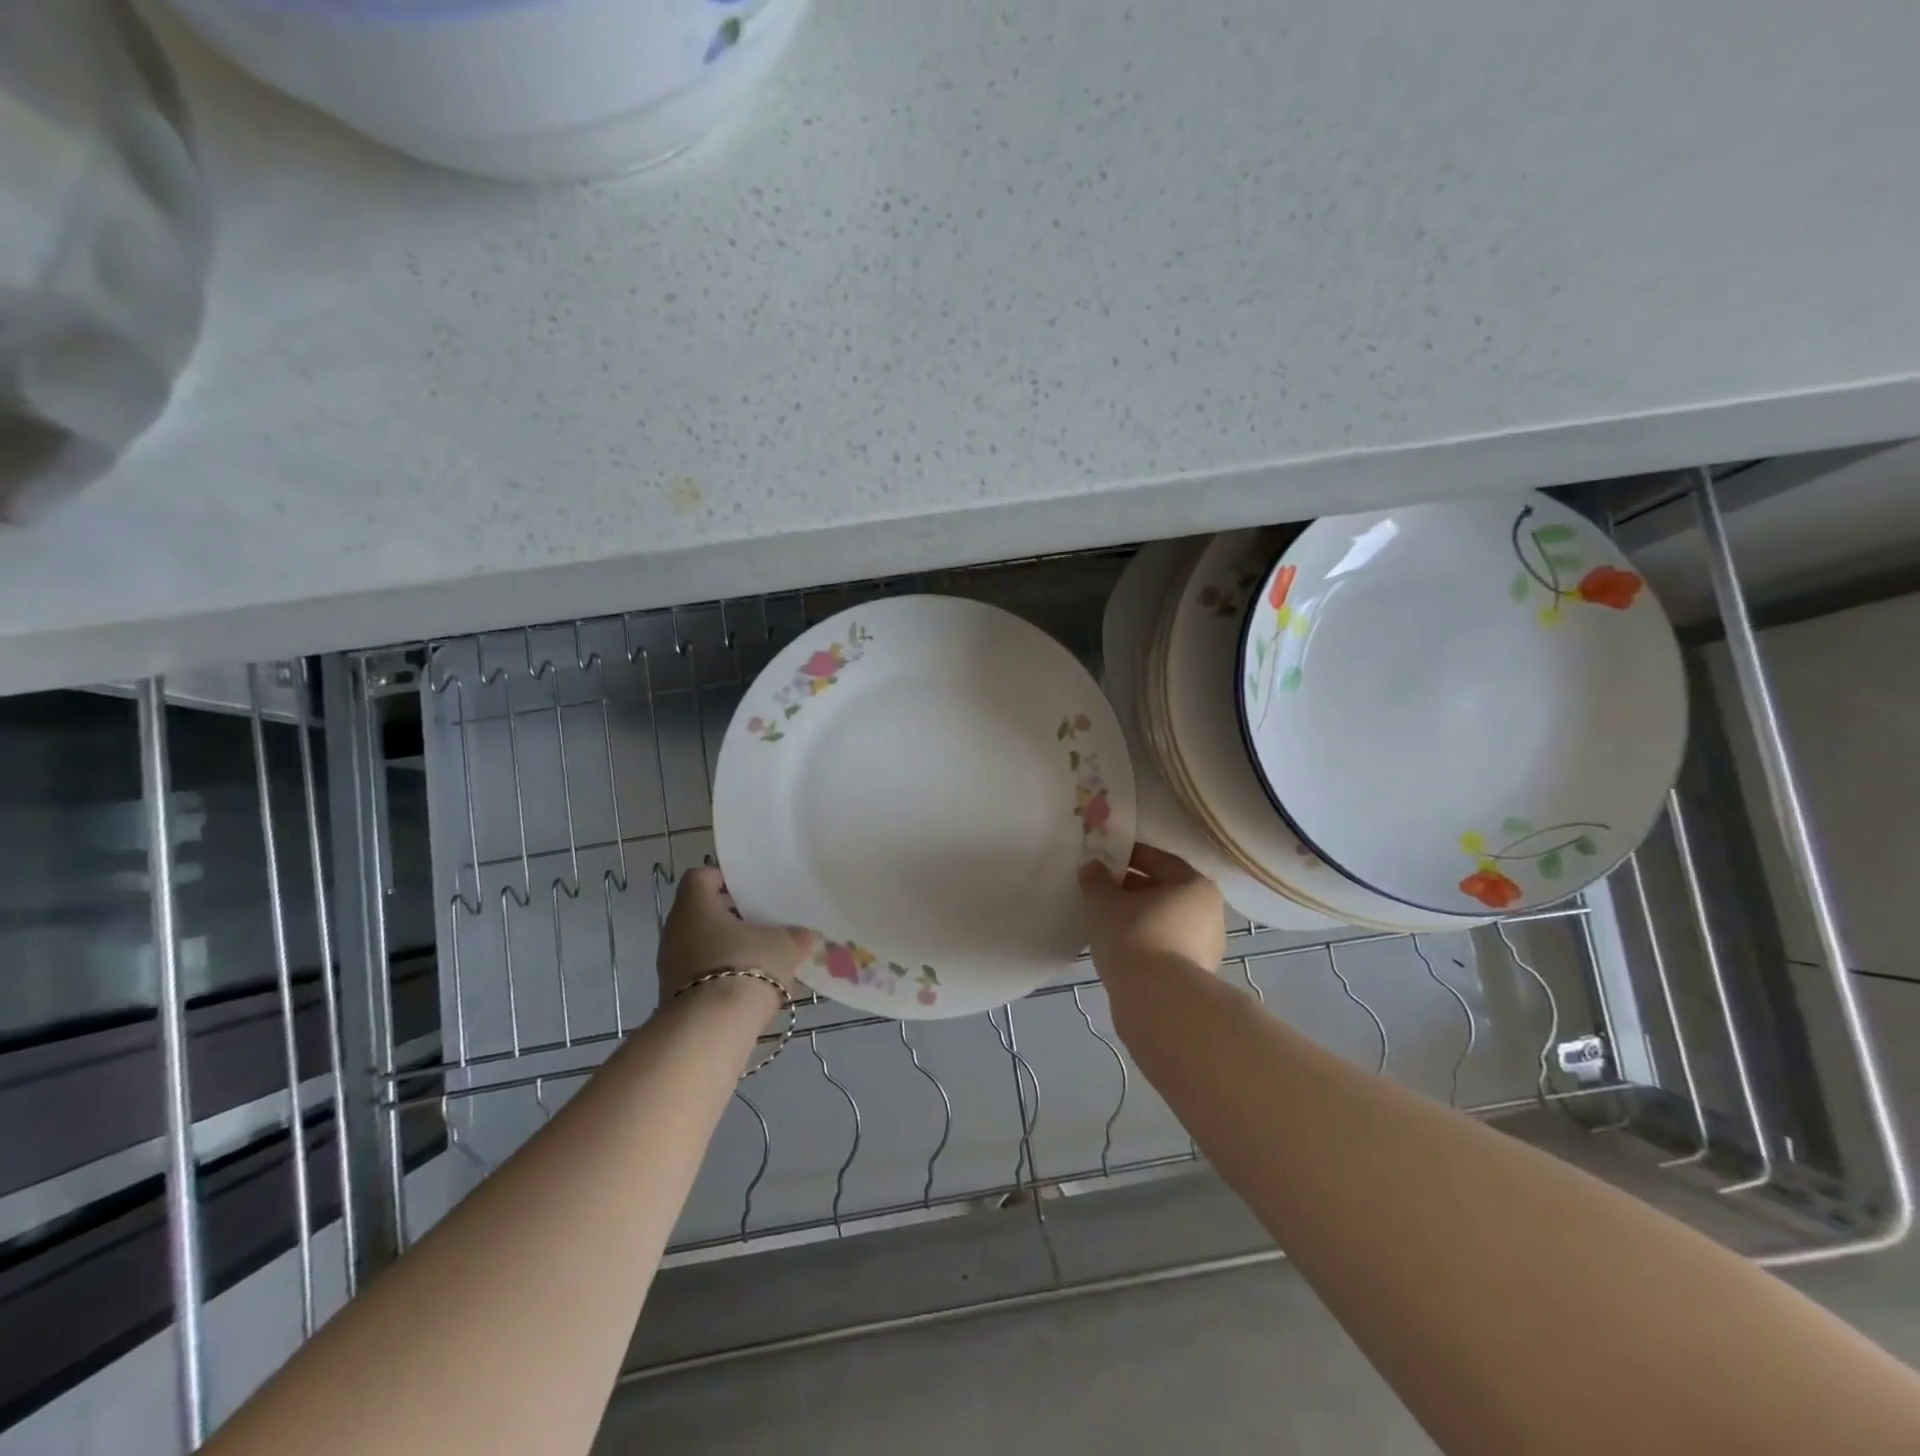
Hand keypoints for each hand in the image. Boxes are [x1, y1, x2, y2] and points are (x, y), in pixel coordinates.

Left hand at [656, 865, 814, 1001]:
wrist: (712, 1030)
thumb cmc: (746, 965)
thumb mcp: (784, 944)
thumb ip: (795, 935)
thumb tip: (804, 935)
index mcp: (694, 904)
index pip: (702, 877)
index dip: (724, 879)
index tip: (750, 889)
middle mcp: (675, 930)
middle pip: (701, 912)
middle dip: (730, 917)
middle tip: (762, 922)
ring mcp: (670, 966)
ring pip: (701, 945)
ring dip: (727, 948)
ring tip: (761, 956)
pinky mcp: (675, 998)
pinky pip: (701, 975)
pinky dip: (722, 975)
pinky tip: (750, 985)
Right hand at [1079, 843, 1225, 981]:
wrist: (1158, 1002)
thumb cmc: (1134, 937)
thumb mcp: (1103, 902)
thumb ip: (1096, 880)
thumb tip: (1093, 868)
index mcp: (1195, 885)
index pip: (1159, 860)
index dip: (1129, 855)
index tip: (1105, 858)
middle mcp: (1209, 912)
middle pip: (1164, 891)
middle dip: (1131, 888)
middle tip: (1101, 890)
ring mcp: (1206, 947)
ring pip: (1164, 921)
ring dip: (1137, 917)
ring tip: (1106, 921)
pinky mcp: (1196, 975)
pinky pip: (1165, 946)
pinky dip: (1144, 941)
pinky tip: (1119, 947)